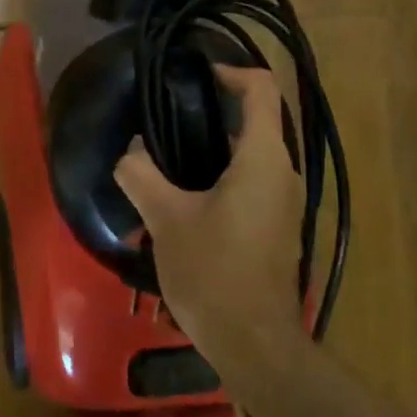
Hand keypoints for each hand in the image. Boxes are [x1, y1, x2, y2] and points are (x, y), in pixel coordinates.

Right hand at [113, 64, 304, 339]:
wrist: (255, 345)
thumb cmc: (213, 272)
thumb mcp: (165, 219)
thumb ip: (140, 174)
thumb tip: (131, 151)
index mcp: (264, 159)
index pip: (261, 89)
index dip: (230, 72)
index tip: (193, 78)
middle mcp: (284, 174)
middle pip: (255, 120)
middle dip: (212, 112)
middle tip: (166, 119)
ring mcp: (285, 203)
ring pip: (252, 154)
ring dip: (213, 147)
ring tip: (167, 157)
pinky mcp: (276, 227)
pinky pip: (253, 181)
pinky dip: (222, 174)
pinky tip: (184, 197)